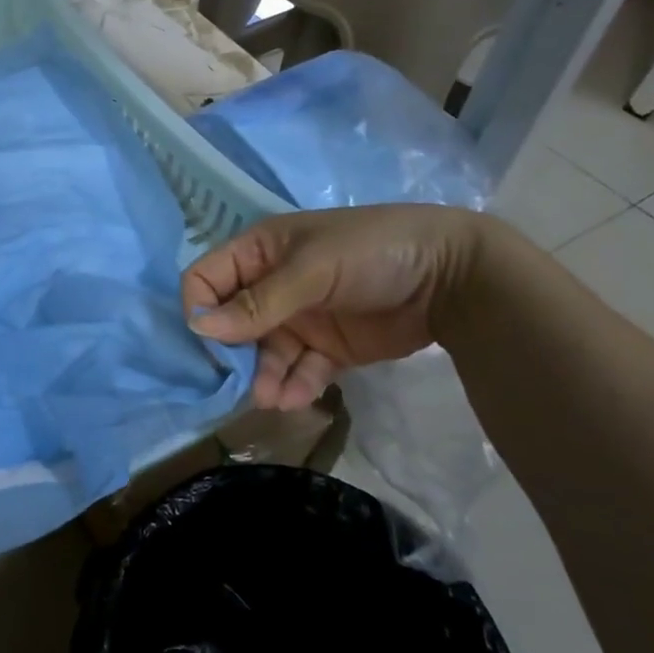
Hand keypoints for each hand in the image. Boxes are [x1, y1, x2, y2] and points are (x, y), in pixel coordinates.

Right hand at [184, 205, 485, 408]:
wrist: (455, 275)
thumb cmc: (372, 253)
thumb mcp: (312, 270)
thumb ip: (258, 302)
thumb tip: (198, 327)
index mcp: (260, 251)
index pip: (207, 278)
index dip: (201, 307)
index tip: (210, 340)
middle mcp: (273, 284)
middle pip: (232, 322)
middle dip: (233, 353)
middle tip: (240, 380)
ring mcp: (302, 317)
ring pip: (265, 353)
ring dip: (264, 376)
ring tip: (271, 399)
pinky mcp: (330, 347)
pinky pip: (300, 370)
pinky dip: (296, 386)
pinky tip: (297, 400)